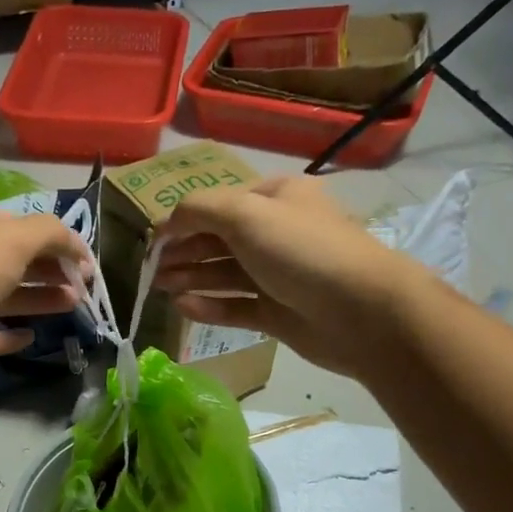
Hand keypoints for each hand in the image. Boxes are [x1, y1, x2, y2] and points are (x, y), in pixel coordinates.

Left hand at [0, 200, 88, 398]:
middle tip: (84, 288)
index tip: (86, 263)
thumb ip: (49, 233)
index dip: (55, 240)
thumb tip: (75, 245)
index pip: (17, 225)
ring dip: (38, 298)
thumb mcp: (11, 239)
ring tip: (73, 307)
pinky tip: (31, 337)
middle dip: (50, 270)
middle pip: (11, 260)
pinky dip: (8, 336)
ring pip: (1, 297)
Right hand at [154, 177, 422, 379]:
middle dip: (184, 251)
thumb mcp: (246, 214)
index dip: (183, 220)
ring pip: (225, 274)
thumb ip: (198, 210)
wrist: (361, 311)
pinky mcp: (278, 313)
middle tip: (151, 270)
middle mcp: (276, 233)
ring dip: (191, 277)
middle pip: (219, 239)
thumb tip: (167, 223)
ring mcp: (277, 275)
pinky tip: (183, 307)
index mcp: (275, 198)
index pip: (218, 204)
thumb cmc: (302, 251)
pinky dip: (210, 305)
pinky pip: (236, 306)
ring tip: (159, 288)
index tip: (152, 241)